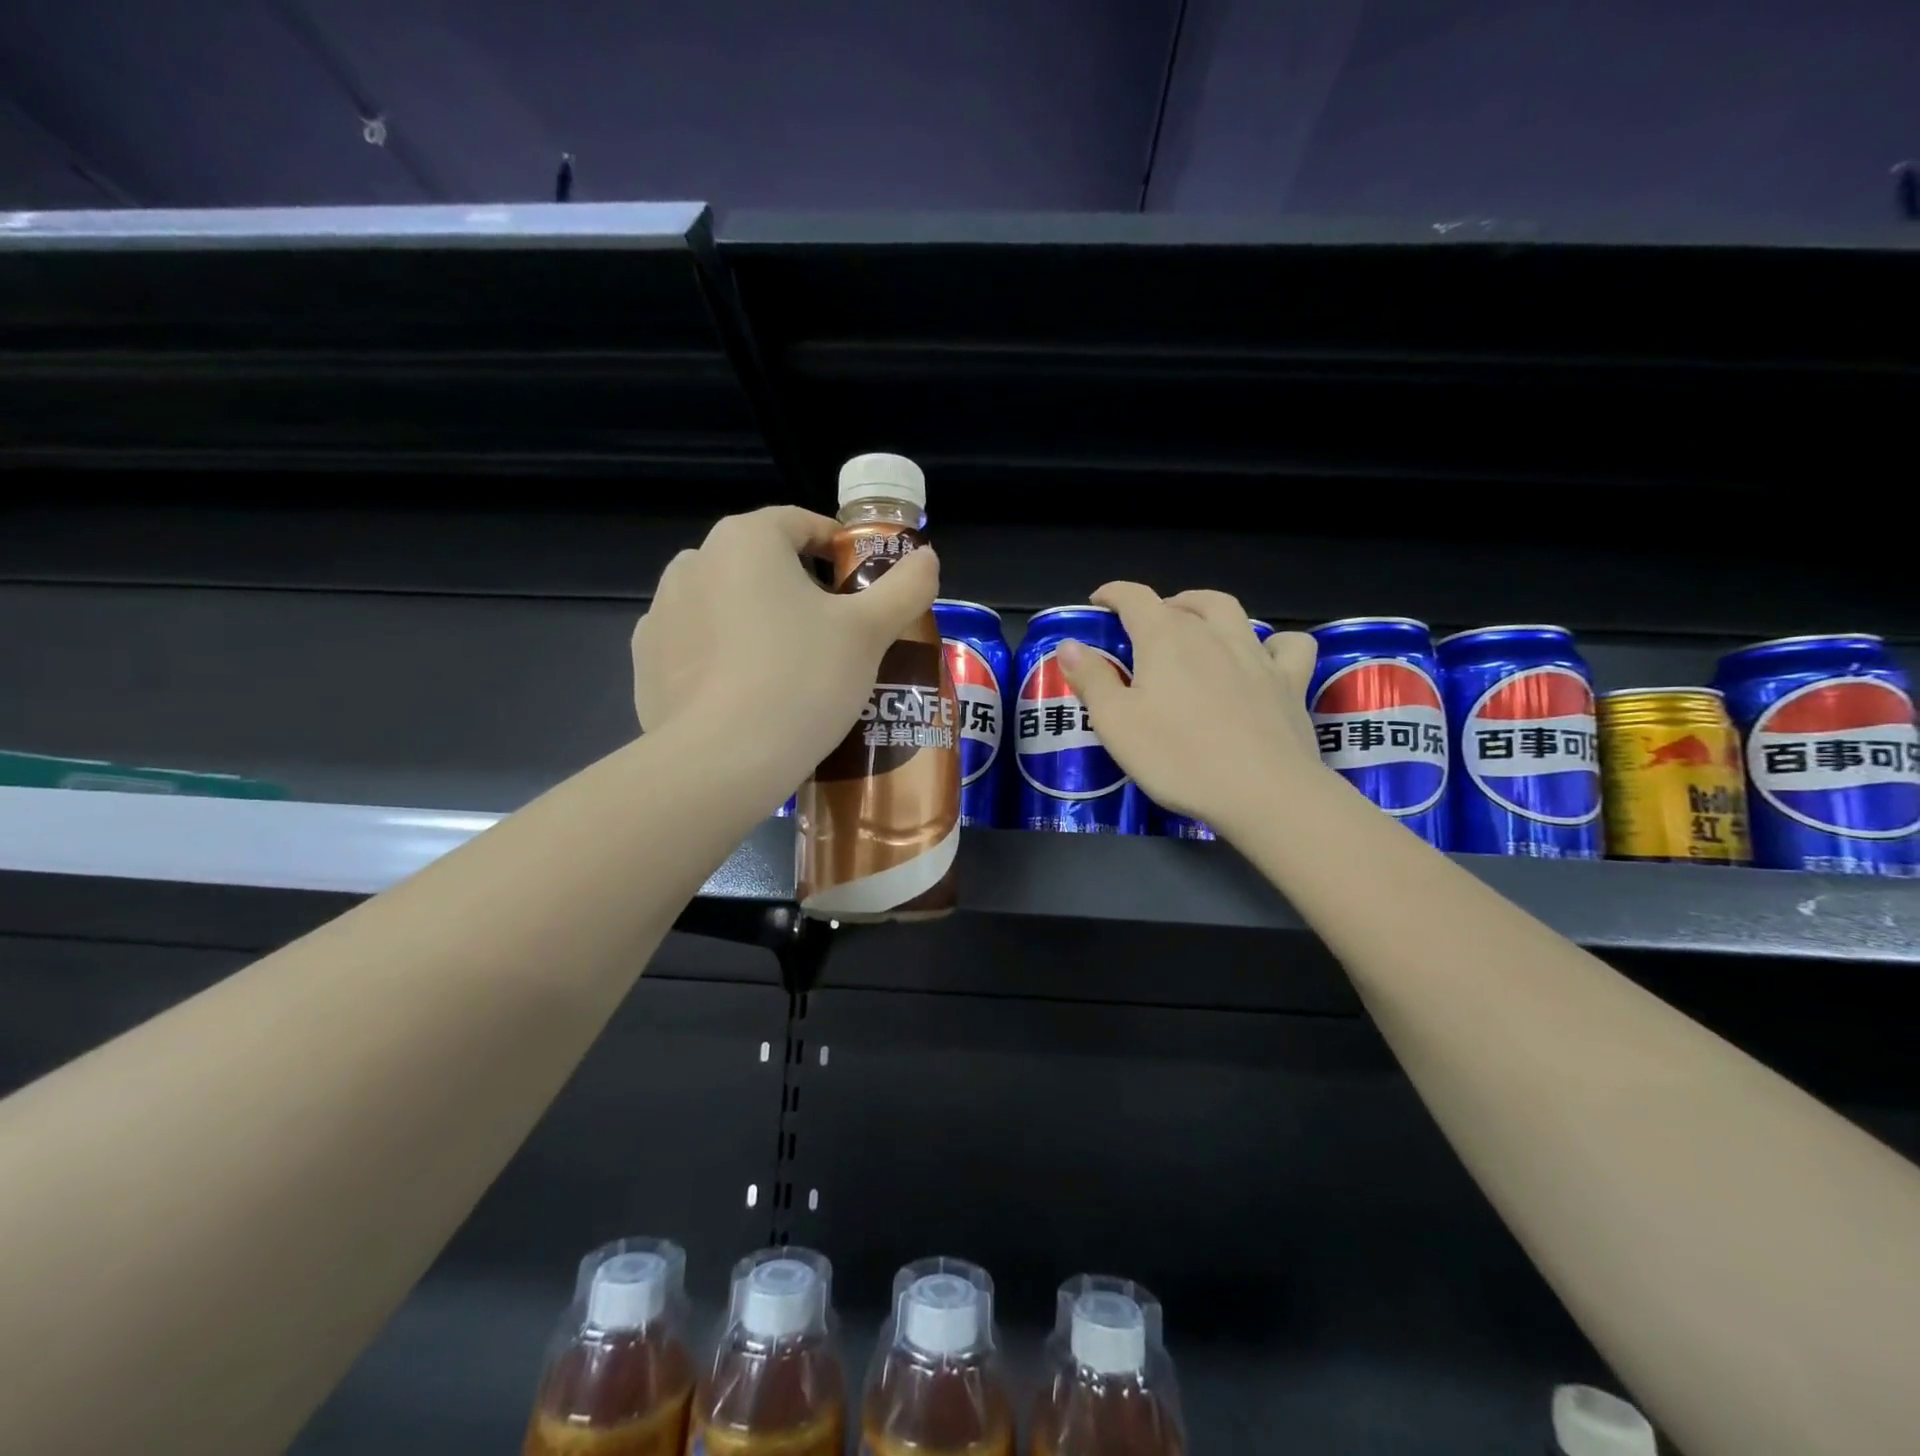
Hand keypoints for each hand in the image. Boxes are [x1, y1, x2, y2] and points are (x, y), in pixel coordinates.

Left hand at [631, 506, 938, 779]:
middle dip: (800, 589)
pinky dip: (724, 658)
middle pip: (762, 563)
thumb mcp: (868, 633)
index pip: (801, 523)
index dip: (839, 548)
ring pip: (726, 604)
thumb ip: (905, 587)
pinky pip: (697, 646)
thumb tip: (927, 558)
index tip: (862, 584)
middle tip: (835, 635)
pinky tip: (748, 696)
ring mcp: (661, 613)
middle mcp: (693, 562)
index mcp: (745, 539)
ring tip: (791, 670)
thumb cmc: (803, 679)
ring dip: (758, 622)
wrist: (722, 762)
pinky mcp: (646, 663)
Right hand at [1057, 584, 1324, 835]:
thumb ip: (1092, 679)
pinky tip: (1265, 657)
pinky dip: (1274, 643)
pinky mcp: (1290, 682)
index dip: (1114, 594)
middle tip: (1146, 626)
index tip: (1099, 602)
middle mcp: (1212, 634)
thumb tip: (1070, 645)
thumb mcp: (1116, 723)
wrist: (1263, 792)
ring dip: (1207, 609)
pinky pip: (1289, 646)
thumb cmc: (1178, 757)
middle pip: (1185, 602)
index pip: (1135, 598)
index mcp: (1165, 638)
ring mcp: (1256, 655)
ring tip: (1196, 626)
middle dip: (1161, 605)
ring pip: (1232, 612)